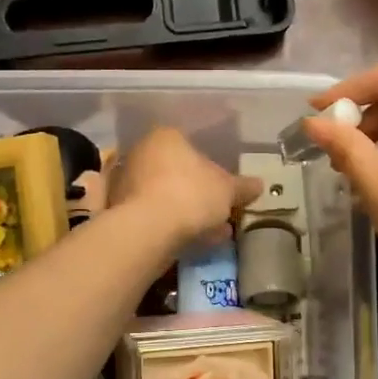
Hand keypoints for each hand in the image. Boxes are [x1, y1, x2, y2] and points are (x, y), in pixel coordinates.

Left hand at [108, 127, 261, 250]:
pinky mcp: (118, 211)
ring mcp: (125, 182)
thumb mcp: (227, 190)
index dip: (211, 168)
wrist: (149, 229)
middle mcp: (140, 153)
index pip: (191, 146)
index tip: (224, 188)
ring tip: (212, 232)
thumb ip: (242, 187)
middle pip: (176, 171)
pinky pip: (154, 215)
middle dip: (198, 192)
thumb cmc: (192, 194)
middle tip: (218, 211)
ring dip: (186, 211)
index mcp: (166, 137)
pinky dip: (171, 225)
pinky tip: (192, 241)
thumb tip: (259, 185)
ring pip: (165, 195)